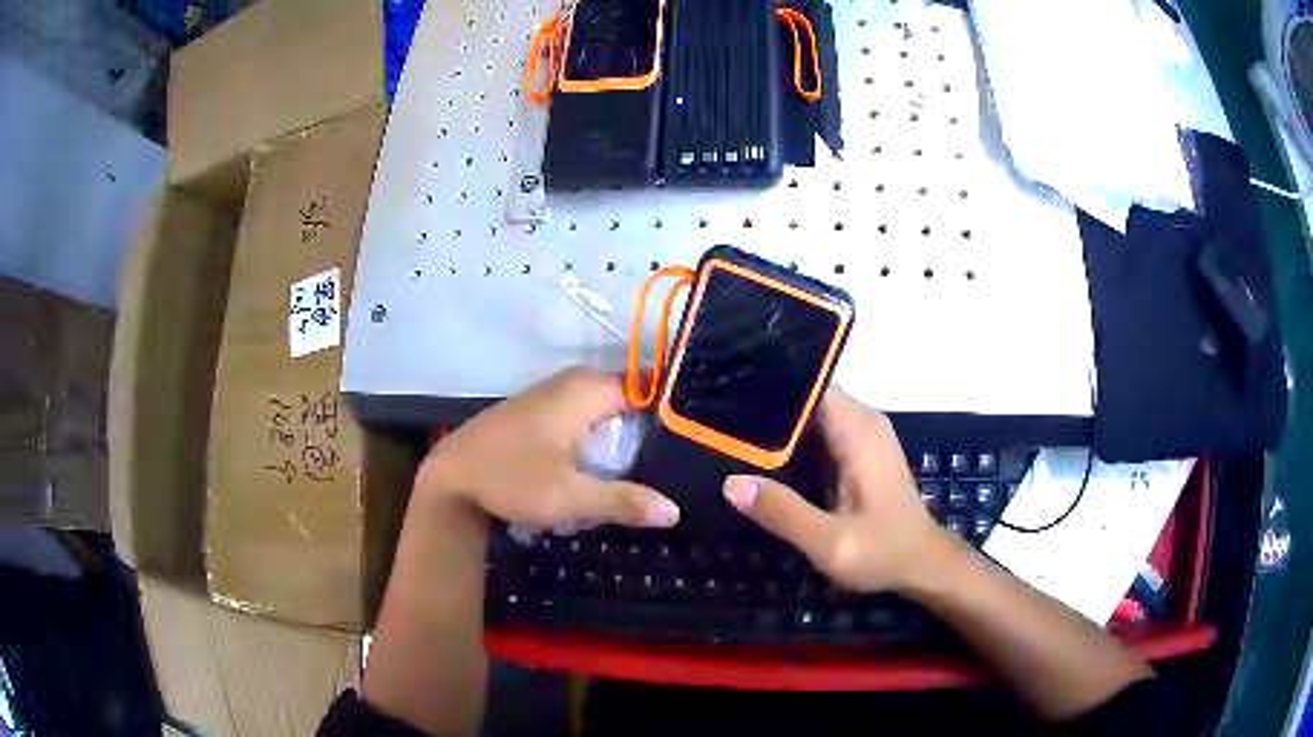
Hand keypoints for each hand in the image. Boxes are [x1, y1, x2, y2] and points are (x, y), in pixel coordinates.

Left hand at [416, 367, 679, 528]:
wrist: (451, 477)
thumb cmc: (509, 478)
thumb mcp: (569, 497)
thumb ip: (623, 501)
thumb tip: (675, 511)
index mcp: (589, 390)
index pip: (652, 391)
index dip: (677, 417)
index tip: (701, 445)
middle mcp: (577, 384)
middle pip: (634, 405)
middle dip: (654, 437)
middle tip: (683, 470)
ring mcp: (559, 397)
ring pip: (611, 416)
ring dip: (628, 445)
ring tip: (657, 476)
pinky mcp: (546, 414)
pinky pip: (590, 423)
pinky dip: (604, 445)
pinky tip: (614, 473)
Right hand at [723, 390, 951, 592]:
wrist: (924, 565)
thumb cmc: (884, 552)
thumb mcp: (831, 542)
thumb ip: (783, 512)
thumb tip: (731, 484)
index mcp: (859, 431)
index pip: (810, 386)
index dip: (770, 388)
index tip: (727, 396)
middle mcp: (864, 421)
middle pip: (808, 396)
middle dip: (768, 405)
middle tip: (718, 419)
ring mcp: (865, 435)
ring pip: (813, 413)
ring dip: (778, 423)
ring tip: (729, 432)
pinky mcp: (862, 451)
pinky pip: (821, 430)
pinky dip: (794, 438)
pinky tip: (761, 454)